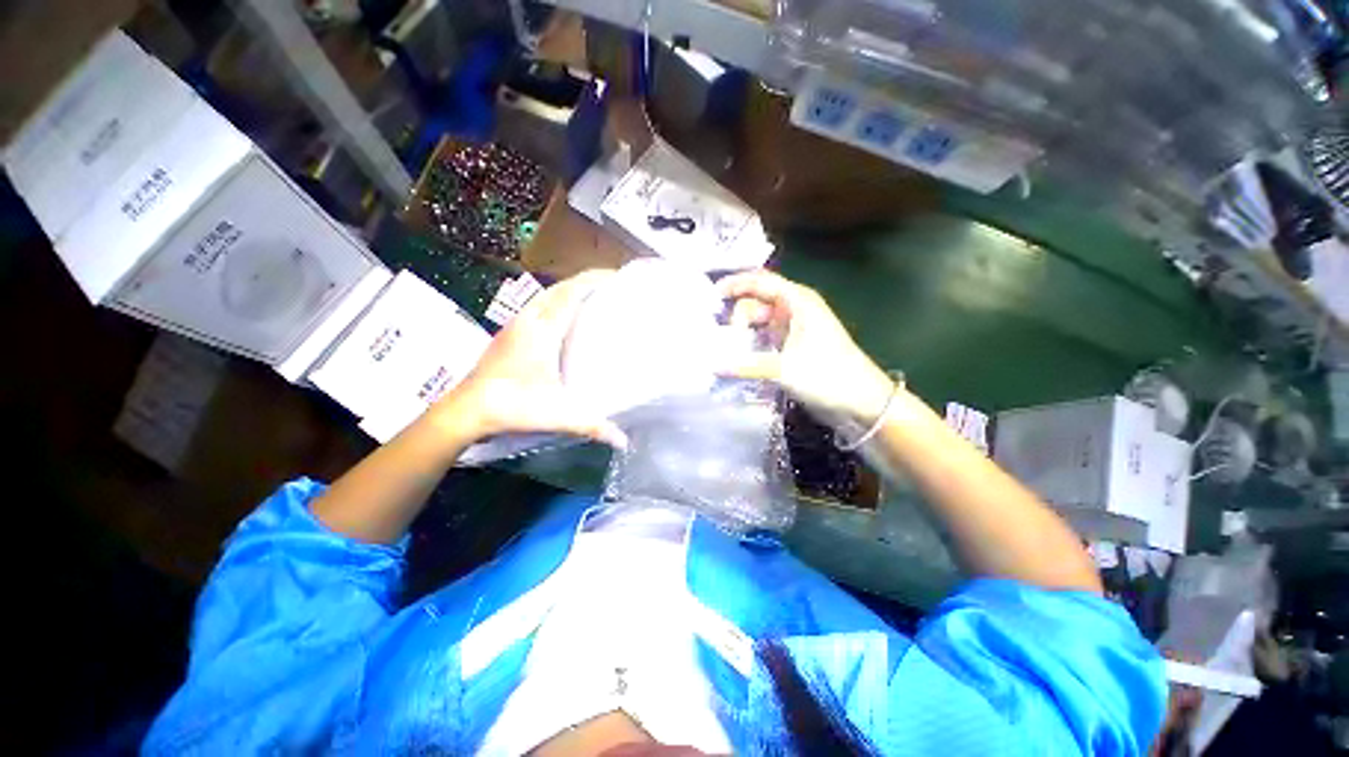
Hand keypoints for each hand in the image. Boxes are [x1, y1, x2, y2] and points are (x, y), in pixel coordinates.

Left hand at [430, 271, 627, 449]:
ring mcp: (515, 325)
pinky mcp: (508, 334)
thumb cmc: (512, 406)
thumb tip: (624, 441)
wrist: (464, 411)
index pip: (571, 292)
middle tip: (611, 287)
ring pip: (545, 295)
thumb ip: (593, 426)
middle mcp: (528, 319)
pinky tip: (564, 319)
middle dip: (586, 281)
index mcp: (543, 329)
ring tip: (592, 297)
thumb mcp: (558, 415)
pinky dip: (556, 302)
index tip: (618, 277)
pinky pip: (537, 306)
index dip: (595, 279)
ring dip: (569, 290)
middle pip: (560, 287)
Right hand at [718, 270, 893, 424]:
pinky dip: (750, 344)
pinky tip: (736, 355)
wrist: (861, 401)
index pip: (761, 282)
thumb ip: (747, 366)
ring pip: (760, 322)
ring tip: (721, 347)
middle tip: (719, 335)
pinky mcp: (793, 347)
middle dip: (737, 314)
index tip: (712, 295)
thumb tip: (713, 366)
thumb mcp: (785, 369)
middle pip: (757, 302)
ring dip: (742, 332)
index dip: (736, 284)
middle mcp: (794, 310)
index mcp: (797, 302)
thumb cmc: (828, 375)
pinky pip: (765, 338)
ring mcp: (794, 329)